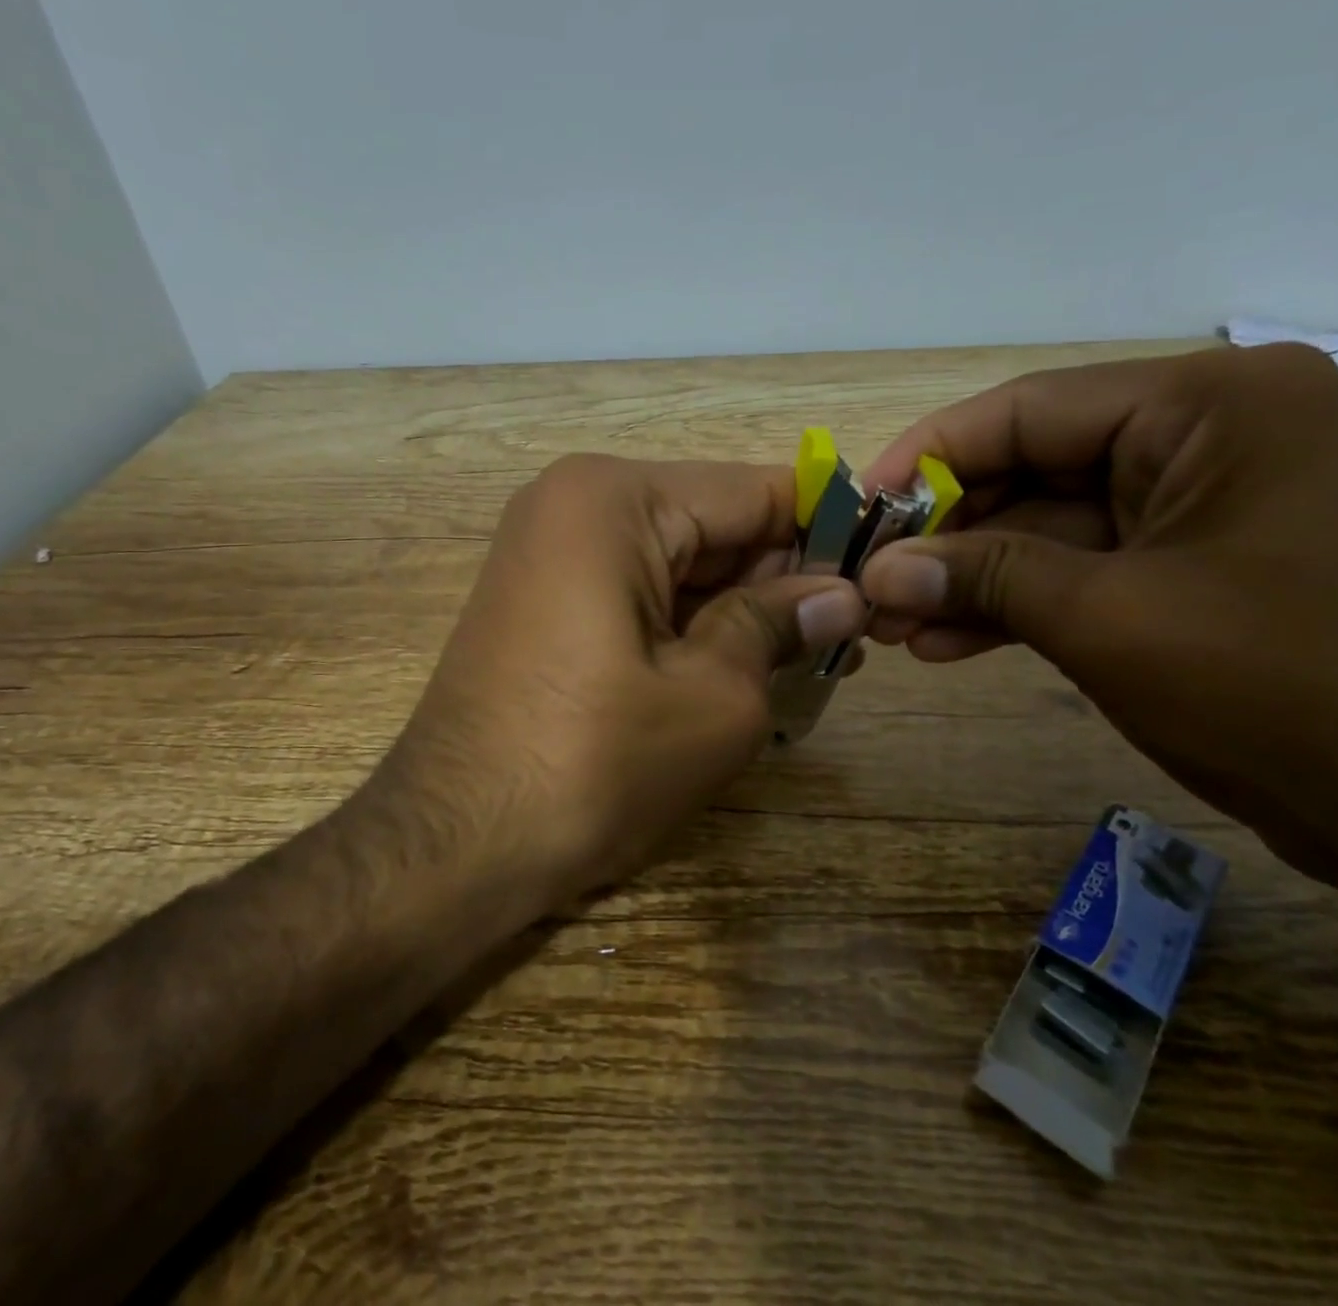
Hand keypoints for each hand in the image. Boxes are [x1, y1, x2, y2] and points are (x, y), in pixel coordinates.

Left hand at [388, 455, 864, 902]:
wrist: (451, 847)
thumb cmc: (591, 765)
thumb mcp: (713, 697)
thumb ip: (780, 626)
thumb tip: (842, 595)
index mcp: (614, 498)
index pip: (752, 491)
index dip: (826, 529)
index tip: (885, 570)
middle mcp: (574, 503)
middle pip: (712, 525)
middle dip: (783, 577)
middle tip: (856, 634)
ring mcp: (549, 552)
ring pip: (678, 563)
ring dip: (741, 608)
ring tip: (811, 659)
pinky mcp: (542, 602)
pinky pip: (638, 592)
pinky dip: (691, 625)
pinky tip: (740, 668)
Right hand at [856, 344, 1337, 928]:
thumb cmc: (1288, 687)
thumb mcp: (1111, 620)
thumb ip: (985, 579)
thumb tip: (878, 574)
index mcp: (1208, 405)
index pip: (1026, 410)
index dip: (928, 458)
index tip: (858, 509)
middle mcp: (1205, 437)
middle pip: (1031, 470)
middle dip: (946, 537)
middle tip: (869, 585)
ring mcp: (1198, 508)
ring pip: (1048, 529)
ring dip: (970, 580)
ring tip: (891, 629)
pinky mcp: (1190, 571)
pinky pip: (1080, 572)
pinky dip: (1015, 607)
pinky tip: (945, 644)